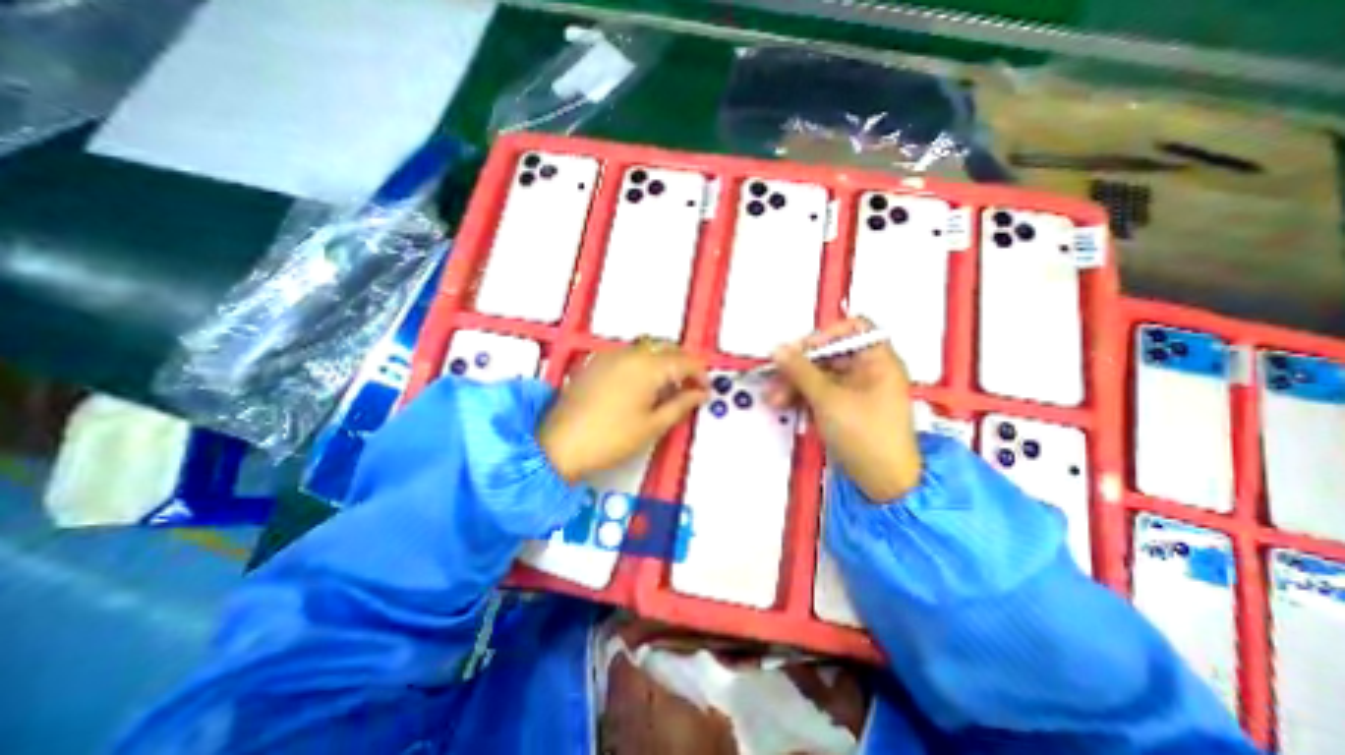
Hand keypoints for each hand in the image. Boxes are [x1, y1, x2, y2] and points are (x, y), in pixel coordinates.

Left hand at [537, 339, 706, 478]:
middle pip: (667, 347)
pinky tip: (641, 384)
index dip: (700, 374)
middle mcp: (630, 353)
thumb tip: (699, 395)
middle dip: (683, 363)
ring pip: (647, 347)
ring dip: (663, 360)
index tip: (704, 390)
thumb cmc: (609, 439)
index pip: (685, 361)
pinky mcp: (596, 362)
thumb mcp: (653, 426)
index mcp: (648, 367)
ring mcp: (610, 355)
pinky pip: (628, 353)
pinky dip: (643, 362)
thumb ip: (681, 405)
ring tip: (667, 387)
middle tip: (689, 387)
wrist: (559, 445)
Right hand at [766, 320, 925, 500]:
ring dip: (795, 384)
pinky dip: (803, 397)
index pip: (852, 329)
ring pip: (821, 377)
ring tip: (774, 397)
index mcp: (878, 361)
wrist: (881, 482)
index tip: (799, 349)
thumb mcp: (828, 399)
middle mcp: (869, 372)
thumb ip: (800, 371)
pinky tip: (785, 404)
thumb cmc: (866, 436)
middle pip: (829, 356)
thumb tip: (779, 350)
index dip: (824, 335)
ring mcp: (856, 392)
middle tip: (776, 376)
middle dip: (799, 367)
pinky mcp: (845, 409)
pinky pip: (821, 394)